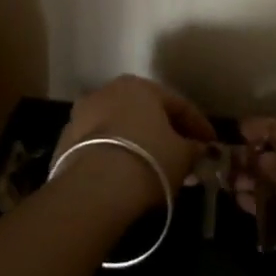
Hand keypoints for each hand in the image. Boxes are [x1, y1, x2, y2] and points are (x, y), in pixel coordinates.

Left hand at [52, 76, 214, 213]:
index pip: (177, 104)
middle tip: (183, 155)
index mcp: (139, 86)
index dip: (198, 125)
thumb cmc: (148, 160)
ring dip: (138, 143)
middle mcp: (107, 91)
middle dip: (165, 132)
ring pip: (120, 128)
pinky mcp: (64, 143)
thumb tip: (198, 149)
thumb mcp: (183, 156)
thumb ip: (194, 148)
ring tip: (153, 168)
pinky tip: (126, 176)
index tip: (211, 144)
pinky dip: (115, 156)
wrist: (94, 189)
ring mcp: (81, 116)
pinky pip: (100, 147)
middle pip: (145, 113)